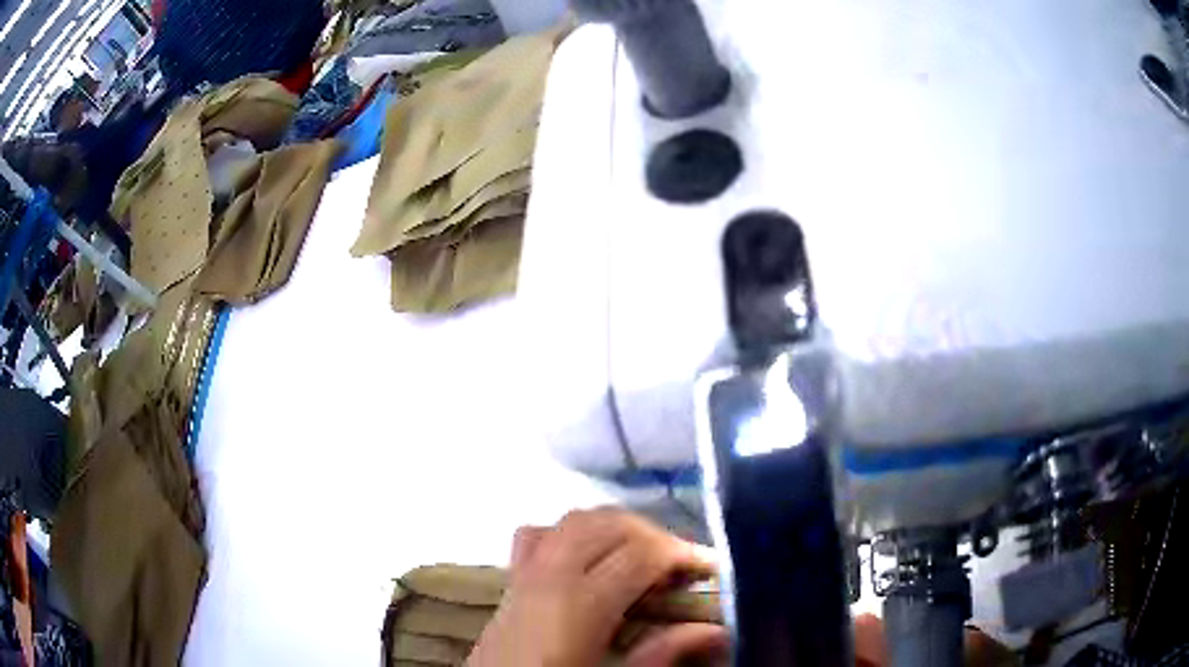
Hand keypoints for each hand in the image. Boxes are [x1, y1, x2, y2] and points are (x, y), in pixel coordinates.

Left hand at [467, 508, 728, 666]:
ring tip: (644, 555)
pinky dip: (571, 531)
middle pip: (610, 525)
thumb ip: (661, 653)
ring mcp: (524, 572)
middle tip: (682, 564)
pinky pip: (539, 534)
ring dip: (617, 527)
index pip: (640, 553)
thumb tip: (714, 630)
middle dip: (654, 534)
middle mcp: (550, 575)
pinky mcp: (509, 580)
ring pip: (575, 520)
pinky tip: (588, 555)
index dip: (682, 552)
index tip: (710, 566)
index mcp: (579, 604)